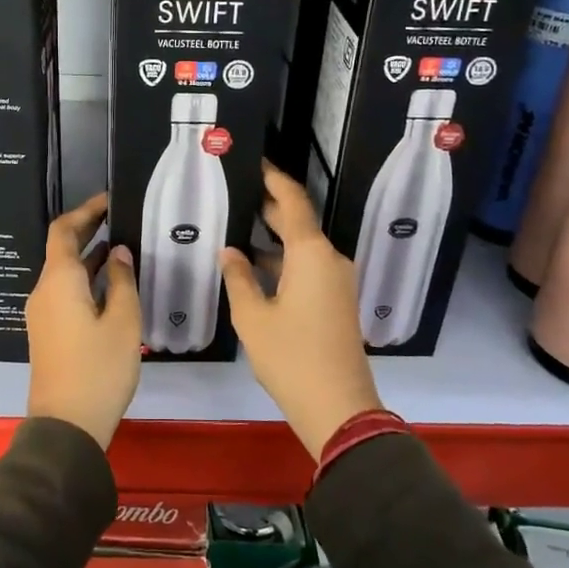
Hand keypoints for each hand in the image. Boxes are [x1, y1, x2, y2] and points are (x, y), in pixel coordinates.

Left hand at [26, 192, 141, 449]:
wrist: (66, 425)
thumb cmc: (98, 369)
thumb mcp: (122, 321)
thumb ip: (121, 281)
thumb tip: (117, 252)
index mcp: (59, 281)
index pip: (64, 230)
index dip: (86, 211)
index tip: (111, 200)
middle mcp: (44, 291)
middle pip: (62, 250)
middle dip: (90, 231)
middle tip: (123, 220)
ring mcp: (43, 313)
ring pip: (65, 274)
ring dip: (90, 258)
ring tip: (124, 249)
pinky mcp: (48, 332)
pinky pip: (65, 293)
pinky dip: (86, 281)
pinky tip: (113, 286)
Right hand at [221, 162, 382, 458]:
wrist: (338, 406)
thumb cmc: (291, 357)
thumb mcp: (252, 317)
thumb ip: (238, 277)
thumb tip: (230, 251)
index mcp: (312, 255)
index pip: (293, 202)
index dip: (274, 179)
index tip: (255, 161)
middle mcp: (330, 260)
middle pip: (299, 222)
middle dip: (270, 207)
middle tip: (237, 191)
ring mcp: (337, 282)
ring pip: (303, 247)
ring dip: (275, 238)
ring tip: (238, 225)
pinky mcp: (336, 301)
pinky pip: (308, 267)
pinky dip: (284, 261)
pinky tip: (256, 266)